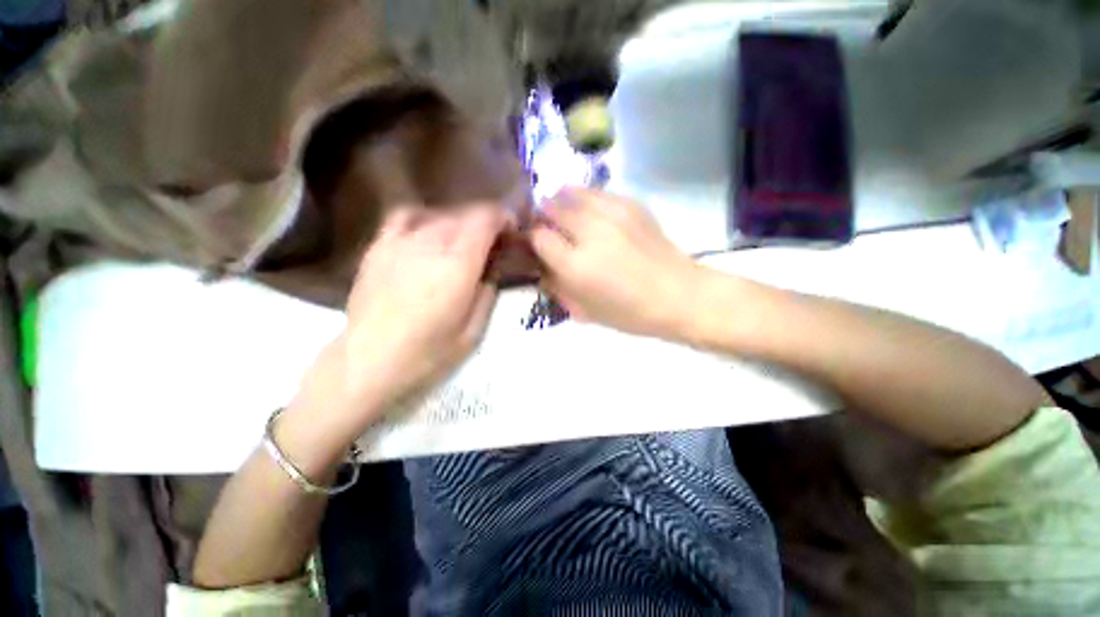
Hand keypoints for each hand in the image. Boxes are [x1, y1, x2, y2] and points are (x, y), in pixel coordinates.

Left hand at [297, 204, 507, 434]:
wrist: (369, 362)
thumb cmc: (428, 353)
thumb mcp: (474, 331)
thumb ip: (488, 293)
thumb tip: (492, 270)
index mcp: (459, 264)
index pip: (485, 218)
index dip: (503, 217)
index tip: (511, 231)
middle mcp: (431, 243)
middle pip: (465, 214)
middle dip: (485, 223)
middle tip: (492, 244)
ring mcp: (400, 241)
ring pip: (440, 214)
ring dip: (460, 223)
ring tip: (464, 243)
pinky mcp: (379, 247)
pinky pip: (405, 216)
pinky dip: (425, 218)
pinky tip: (428, 233)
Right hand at [530, 187, 704, 339]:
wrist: (680, 295)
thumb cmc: (630, 313)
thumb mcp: (584, 311)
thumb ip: (557, 286)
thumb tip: (540, 267)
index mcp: (576, 265)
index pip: (538, 236)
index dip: (532, 239)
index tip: (536, 245)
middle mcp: (589, 233)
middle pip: (551, 208)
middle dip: (543, 217)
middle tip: (548, 229)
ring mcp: (612, 213)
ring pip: (571, 192)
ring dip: (561, 202)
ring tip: (566, 216)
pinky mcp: (631, 204)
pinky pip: (596, 193)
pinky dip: (585, 200)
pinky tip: (592, 214)